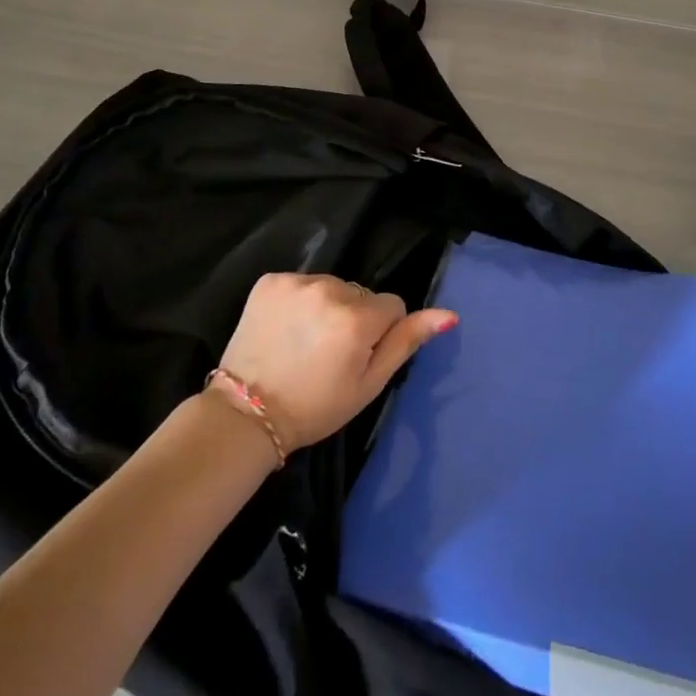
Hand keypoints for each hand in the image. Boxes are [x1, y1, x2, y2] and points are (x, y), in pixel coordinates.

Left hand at [214, 273, 456, 450]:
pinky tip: (285, 328)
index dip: (379, 333)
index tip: (357, 356)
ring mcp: (296, 281)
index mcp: (357, 318)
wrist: (246, 415)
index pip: (392, 305)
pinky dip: (298, 301)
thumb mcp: (369, 384)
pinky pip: (301, 282)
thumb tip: (448, 315)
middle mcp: (329, 288)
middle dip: (354, 316)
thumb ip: (407, 342)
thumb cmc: (315, 407)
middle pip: (360, 293)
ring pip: (331, 285)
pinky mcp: (270, 280)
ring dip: (327, 305)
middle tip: (329, 352)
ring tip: (305, 341)